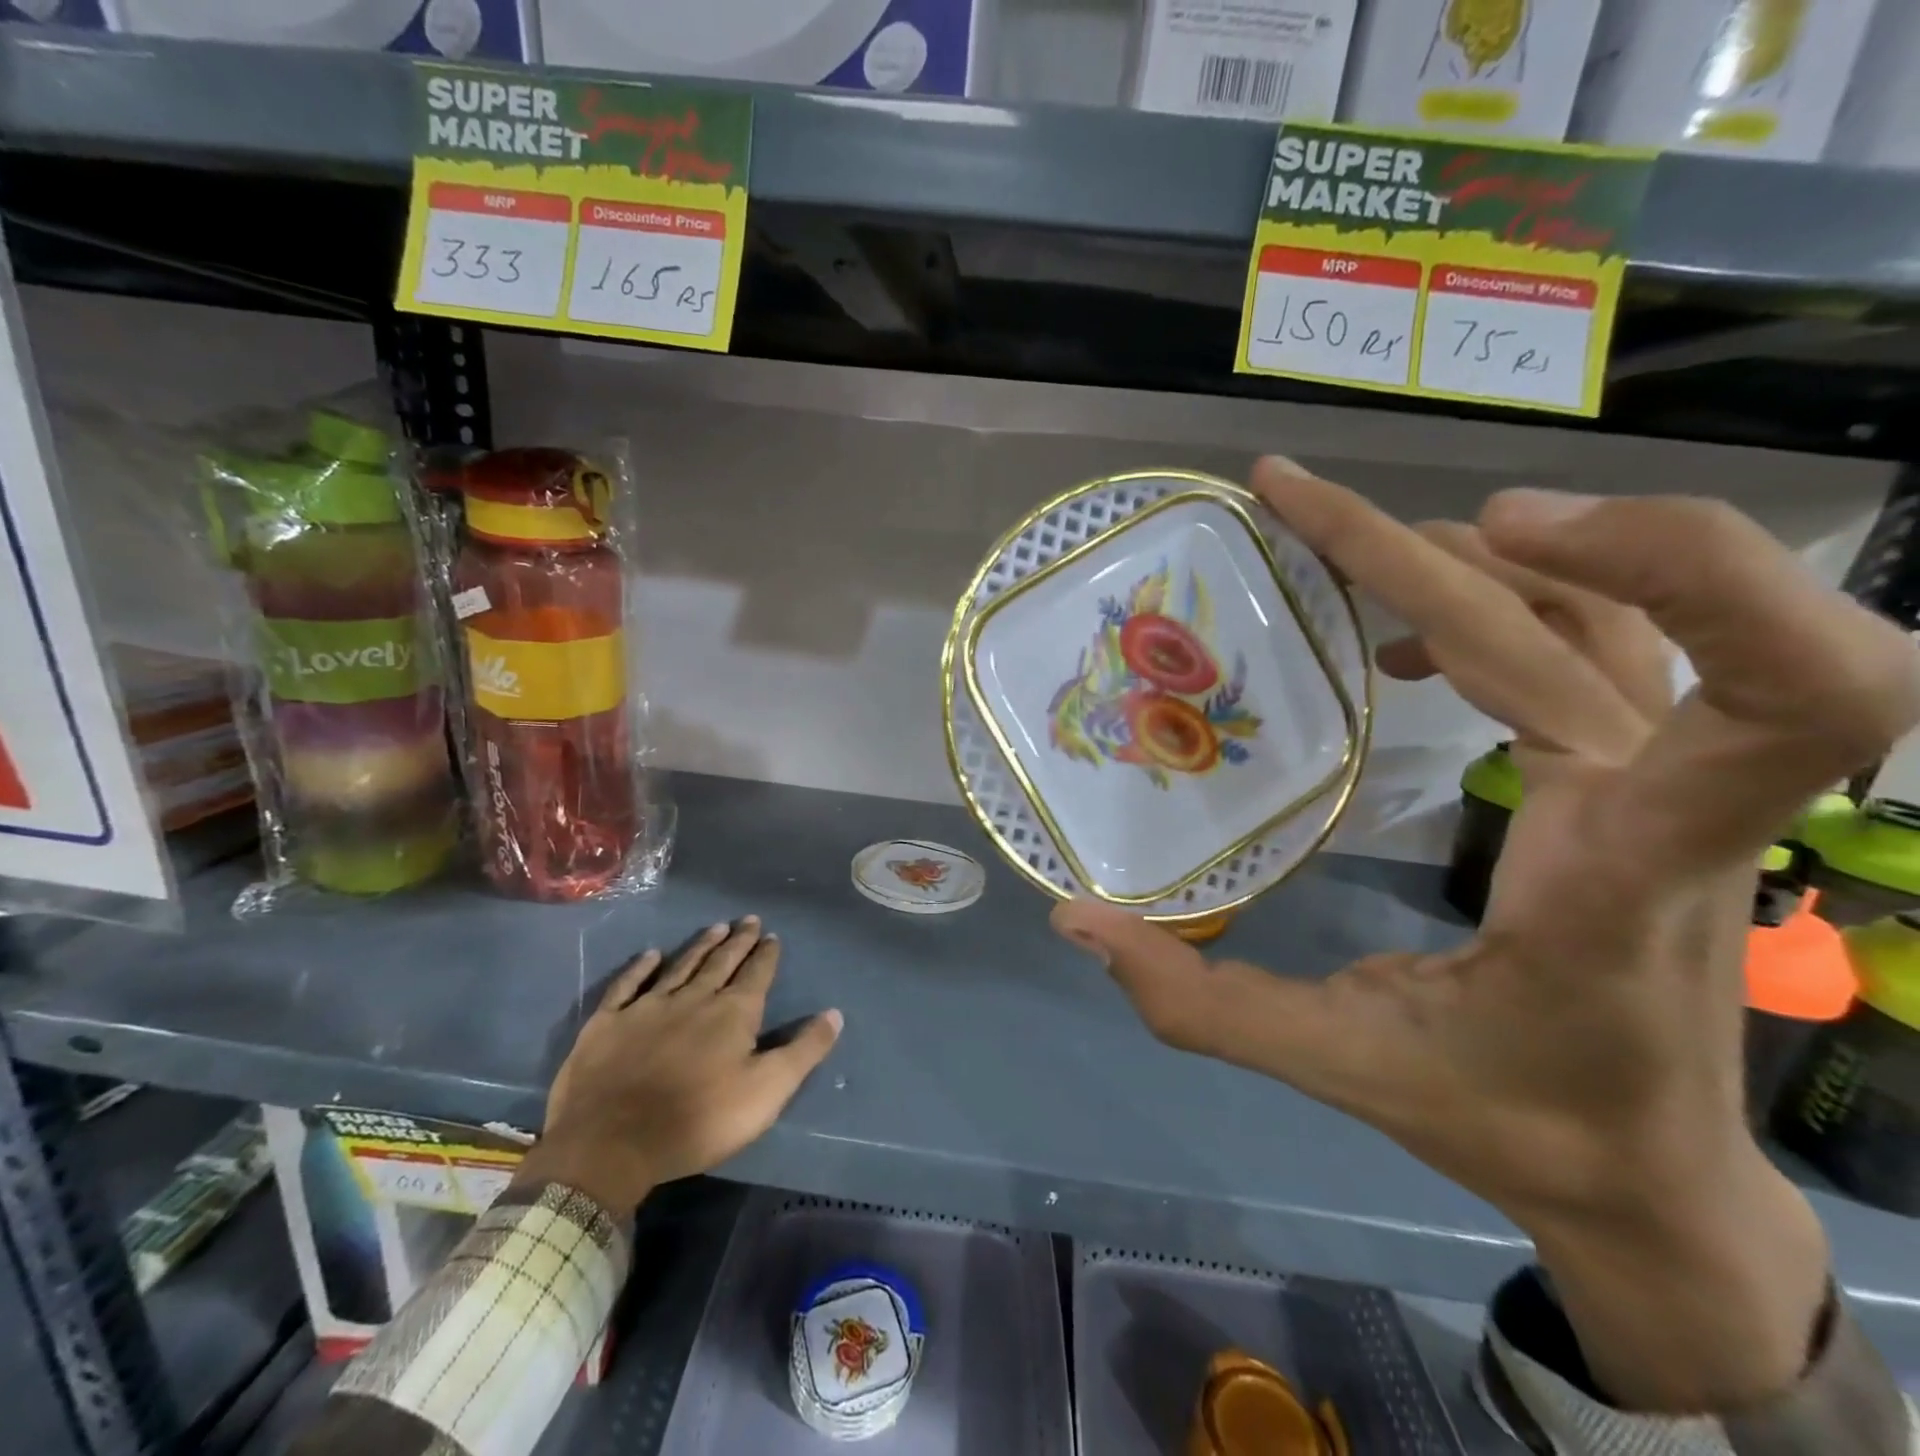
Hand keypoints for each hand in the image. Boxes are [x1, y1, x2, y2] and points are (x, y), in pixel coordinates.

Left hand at [513, 917, 841, 1213]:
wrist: (611, 1143)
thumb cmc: (698, 1119)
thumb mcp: (766, 1092)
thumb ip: (803, 1051)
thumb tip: (834, 1014)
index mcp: (732, 1013)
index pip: (756, 974)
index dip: (766, 954)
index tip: (772, 936)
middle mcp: (693, 998)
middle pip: (721, 962)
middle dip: (738, 941)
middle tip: (748, 919)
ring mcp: (647, 1007)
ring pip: (680, 966)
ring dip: (700, 946)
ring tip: (715, 927)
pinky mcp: (609, 1022)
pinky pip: (627, 985)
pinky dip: (639, 967)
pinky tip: (650, 955)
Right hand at [1053, 459, 1919, 1411]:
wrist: (1643, 1176)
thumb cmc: (1510, 1122)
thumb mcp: (1340, 1068)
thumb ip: (1198, 1003)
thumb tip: (1077, 921)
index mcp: (1620, 872)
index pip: (1791, 699)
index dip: (1682, 565)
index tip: (1484, 528)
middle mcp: (1663, 802)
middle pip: (1589, 614)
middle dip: (1419, 541)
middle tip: (1287, 497)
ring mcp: (1657, 781)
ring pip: (1601, 608)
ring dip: (1464, 553)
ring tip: (1336, 544)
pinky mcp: (1635, 777)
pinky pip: (1589, 643)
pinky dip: (1494, 602)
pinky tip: (1403, 642)